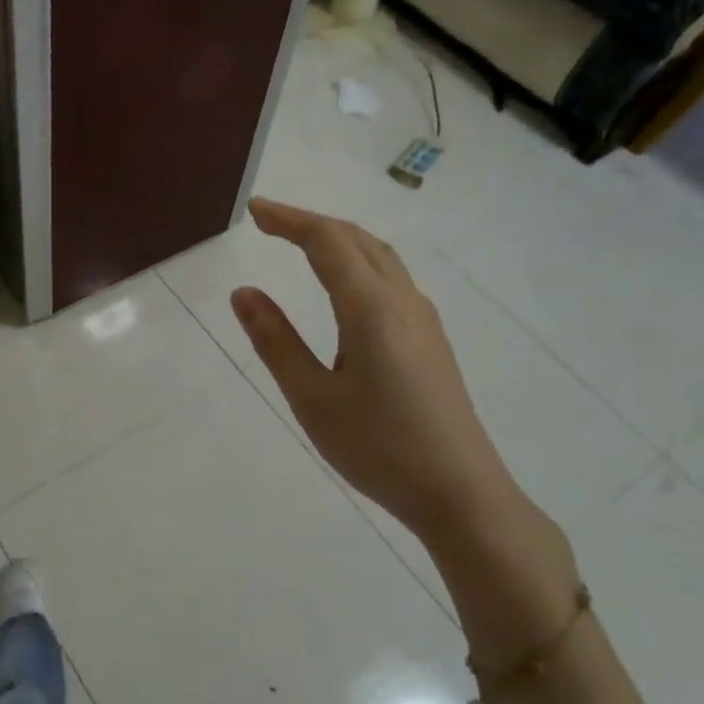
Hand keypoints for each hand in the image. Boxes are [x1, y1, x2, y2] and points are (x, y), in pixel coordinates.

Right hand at [230, 198, 526, 548]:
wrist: (459, 492)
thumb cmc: (378, 447)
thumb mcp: (312, 398)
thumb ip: (276, 342)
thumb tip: (243, 293)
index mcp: (371, 308)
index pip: (327, 242)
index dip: (288, 220)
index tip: (253, 210)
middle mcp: (402, 301)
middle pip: (357, 240)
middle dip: (311, 223)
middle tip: (269, 222)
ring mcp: (423, 320)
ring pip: (379, 258)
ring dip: (338, 240)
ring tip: (301, 244)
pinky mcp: (431, 341)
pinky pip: (391, 280)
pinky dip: (358, 263)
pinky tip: (344, 288)